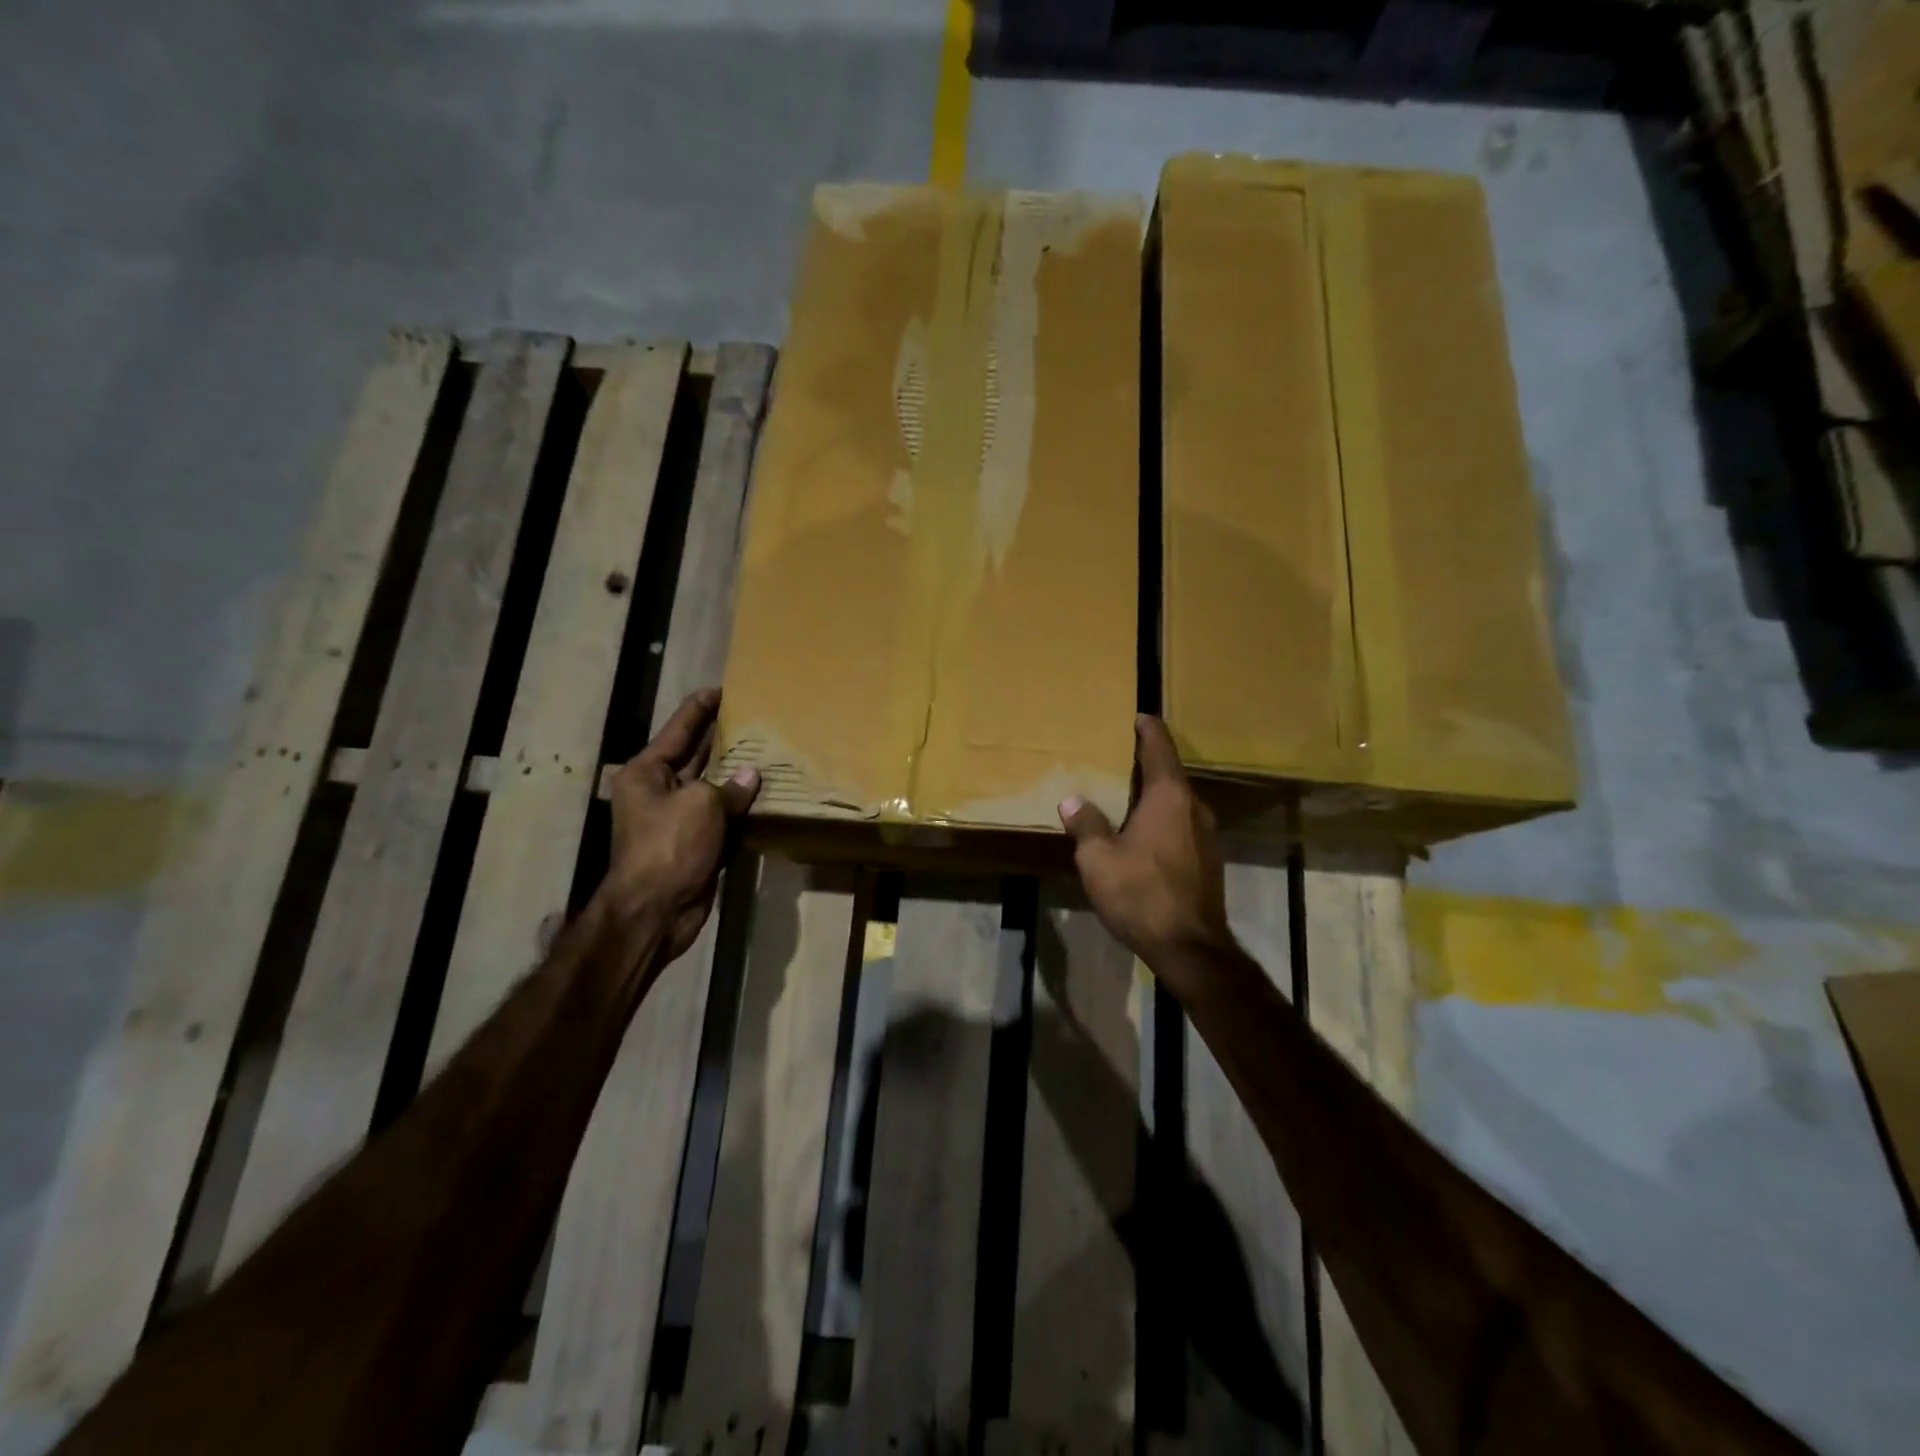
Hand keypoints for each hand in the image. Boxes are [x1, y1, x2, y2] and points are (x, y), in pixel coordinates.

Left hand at [603, 687, 759, 960]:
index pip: (679, 727)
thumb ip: (729, 786)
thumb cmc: (668, 847)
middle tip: (757, 717)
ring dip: (738, 774)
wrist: (655, 910)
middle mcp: (660, 789)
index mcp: (648, 771)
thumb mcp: (700, 805)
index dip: (702, 706)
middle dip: (724, 738)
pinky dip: (742, 807)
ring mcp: (679, 818)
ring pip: (713, 787)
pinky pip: (723, 816)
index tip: (727, 687)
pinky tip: (768, 794)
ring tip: (770, 750)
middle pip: (696, 755)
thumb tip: (751, 776)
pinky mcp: (696, 842)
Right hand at [1059, 715, 1232, 969]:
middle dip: (1146, 764)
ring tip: (1126, 798)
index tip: (1136, 715)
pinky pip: (1182, 827)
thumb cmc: (1140, 893)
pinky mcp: (1209, 861)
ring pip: (1178, 803)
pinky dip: (1163, 821)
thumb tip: (1072, 801)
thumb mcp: (1098, 859)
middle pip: (1170, 774)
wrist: (1189, 947)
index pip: (1159, 747)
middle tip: (1118, 759)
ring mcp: (1207, 835)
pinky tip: (1143, 837)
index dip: (1148, 728)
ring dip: (1155, 796)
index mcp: (1169, 796)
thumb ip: (1086, 824)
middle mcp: (1194, 807)